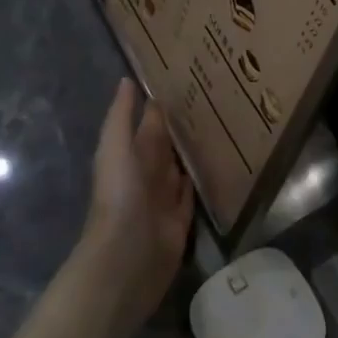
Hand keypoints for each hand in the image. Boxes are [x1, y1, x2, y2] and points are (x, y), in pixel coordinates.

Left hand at [80, 79, 194, 329]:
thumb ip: (121, 116)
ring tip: (221, 127)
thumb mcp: (115, 147)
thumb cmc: (119, 196)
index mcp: (132, 154)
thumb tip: (127, 80)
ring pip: (182, 168)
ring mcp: (165, 200)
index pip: (150, 124)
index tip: (187, 78)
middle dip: (181, 126)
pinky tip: (219, 167)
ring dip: (194, 152)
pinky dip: (203, 182)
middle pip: (167, 146)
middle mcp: (148, 174)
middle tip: (214, 99)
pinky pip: (194, 196)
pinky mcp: (181, 223)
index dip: (161, 104)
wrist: (126, 258)